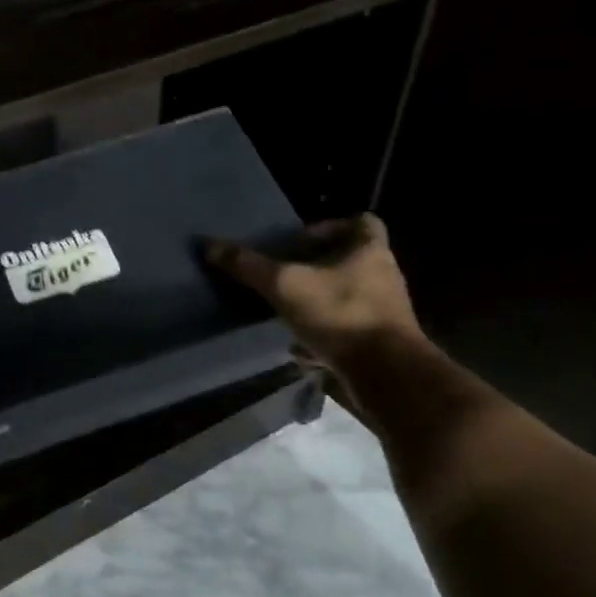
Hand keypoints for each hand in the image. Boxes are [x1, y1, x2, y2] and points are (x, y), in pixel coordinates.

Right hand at [204, 214, 422, 395]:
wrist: (387, 374)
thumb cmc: (340, 315)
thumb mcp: (286, 285)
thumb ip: (249, 266)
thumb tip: (208, 245)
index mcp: (369, 250)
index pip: (361, 221)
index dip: (329, 227)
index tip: (298, 243)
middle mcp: (383, 275)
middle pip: (350, 261)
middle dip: (316, 269)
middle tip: (284, 277)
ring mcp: (385, 311)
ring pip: (346, 297)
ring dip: (318, 302)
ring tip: (286, 312)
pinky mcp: (381, 342)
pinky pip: (348, 329)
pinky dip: (325, 335)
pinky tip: (300, 349)